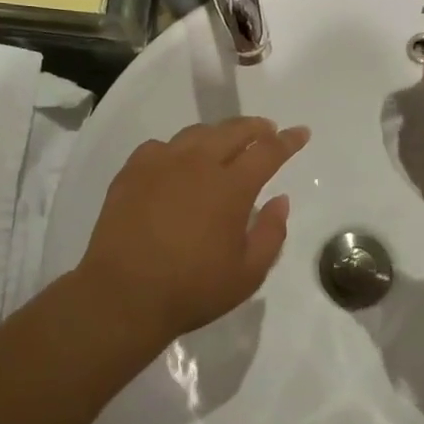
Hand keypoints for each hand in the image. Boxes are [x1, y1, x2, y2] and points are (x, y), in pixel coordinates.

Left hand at [74, 116, 309, 346]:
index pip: (268, 151)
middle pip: (233, 130)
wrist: (123, 295)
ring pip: (196, 133)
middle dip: (256, 127)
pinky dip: (177, 149)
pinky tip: (177, 162)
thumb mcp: (248, 274)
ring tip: (225, 144)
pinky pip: (160, 147)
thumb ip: (271, 233)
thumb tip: (280, 200)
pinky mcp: (132, 171)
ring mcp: (161, 163)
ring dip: (218, 133)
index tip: (301, 132)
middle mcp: (198, 164)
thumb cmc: (192, 289)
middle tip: (267, 131)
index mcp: (231, 187)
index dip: (288, 140)